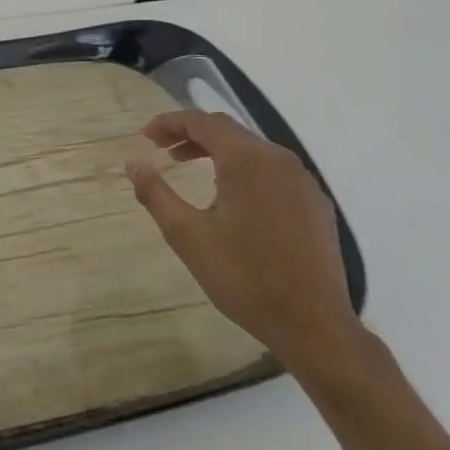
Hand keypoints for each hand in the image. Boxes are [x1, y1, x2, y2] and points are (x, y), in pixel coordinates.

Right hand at [126, 110, 358, 374]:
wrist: (314, 327)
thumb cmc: (245, 277)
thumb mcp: (187, 235)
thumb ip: (156, 193)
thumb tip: (133, 163)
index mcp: (246, 159)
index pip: (201, 122)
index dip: (169, 123)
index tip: (145, 137)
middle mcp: (278, 159)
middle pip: (228, 131)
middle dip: (191, 135)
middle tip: (162, 151)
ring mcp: (302, 180)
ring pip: (252, 150)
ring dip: (217, 151)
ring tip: (190, 169)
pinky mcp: (316, 203)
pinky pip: (273, 171)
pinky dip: (244, 170)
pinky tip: (232, 198)